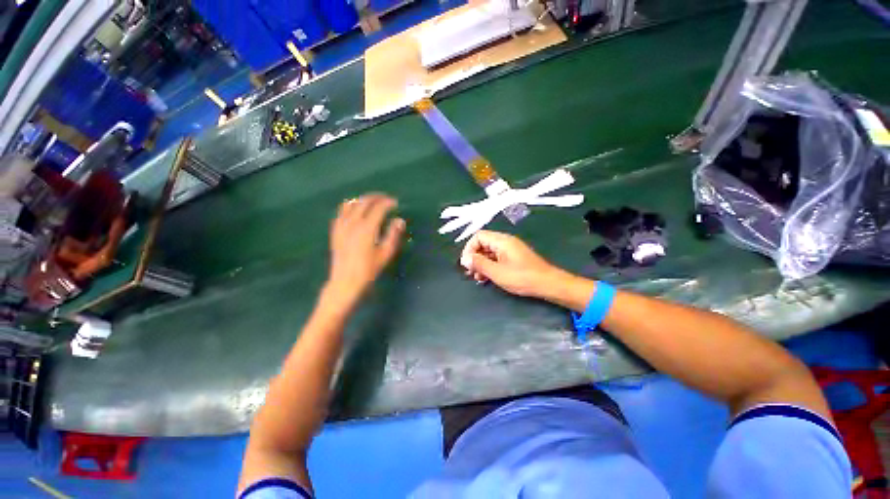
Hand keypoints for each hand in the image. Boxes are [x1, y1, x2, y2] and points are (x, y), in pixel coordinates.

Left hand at [325, 194, 405, 306]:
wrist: (345, 281)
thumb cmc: (369, 269)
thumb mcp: (386, 253)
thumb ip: (393, 234)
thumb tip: (400, 220)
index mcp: (367, 228)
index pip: (379, 208)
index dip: (388, 203)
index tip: (396, 203)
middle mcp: (353, 223)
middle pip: (364, 201)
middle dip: (376, 197)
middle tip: (386, 199)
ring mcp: (342, 225)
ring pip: (351, 203)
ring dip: (363, 199)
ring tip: (372, 202)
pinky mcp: (335, 230)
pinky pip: (341, 211)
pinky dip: (350, 205)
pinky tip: (355, 209)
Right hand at [460, 230, 560, 297]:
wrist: (548, 284)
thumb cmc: (522, 277)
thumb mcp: (497, 272)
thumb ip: (479, 264)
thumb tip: (464, 259)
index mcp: (501, 241)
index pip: (478, 236)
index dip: (469, 249)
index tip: (466, 264)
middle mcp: (505, 242)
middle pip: (483, 243)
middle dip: (474, 257)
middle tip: (470, 273)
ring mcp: (510, 250)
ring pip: (489, 252)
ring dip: (481, 263)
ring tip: (478, 278)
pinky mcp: (514, 258)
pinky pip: (496, 258)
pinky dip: (489, 266)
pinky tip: (487, 277)